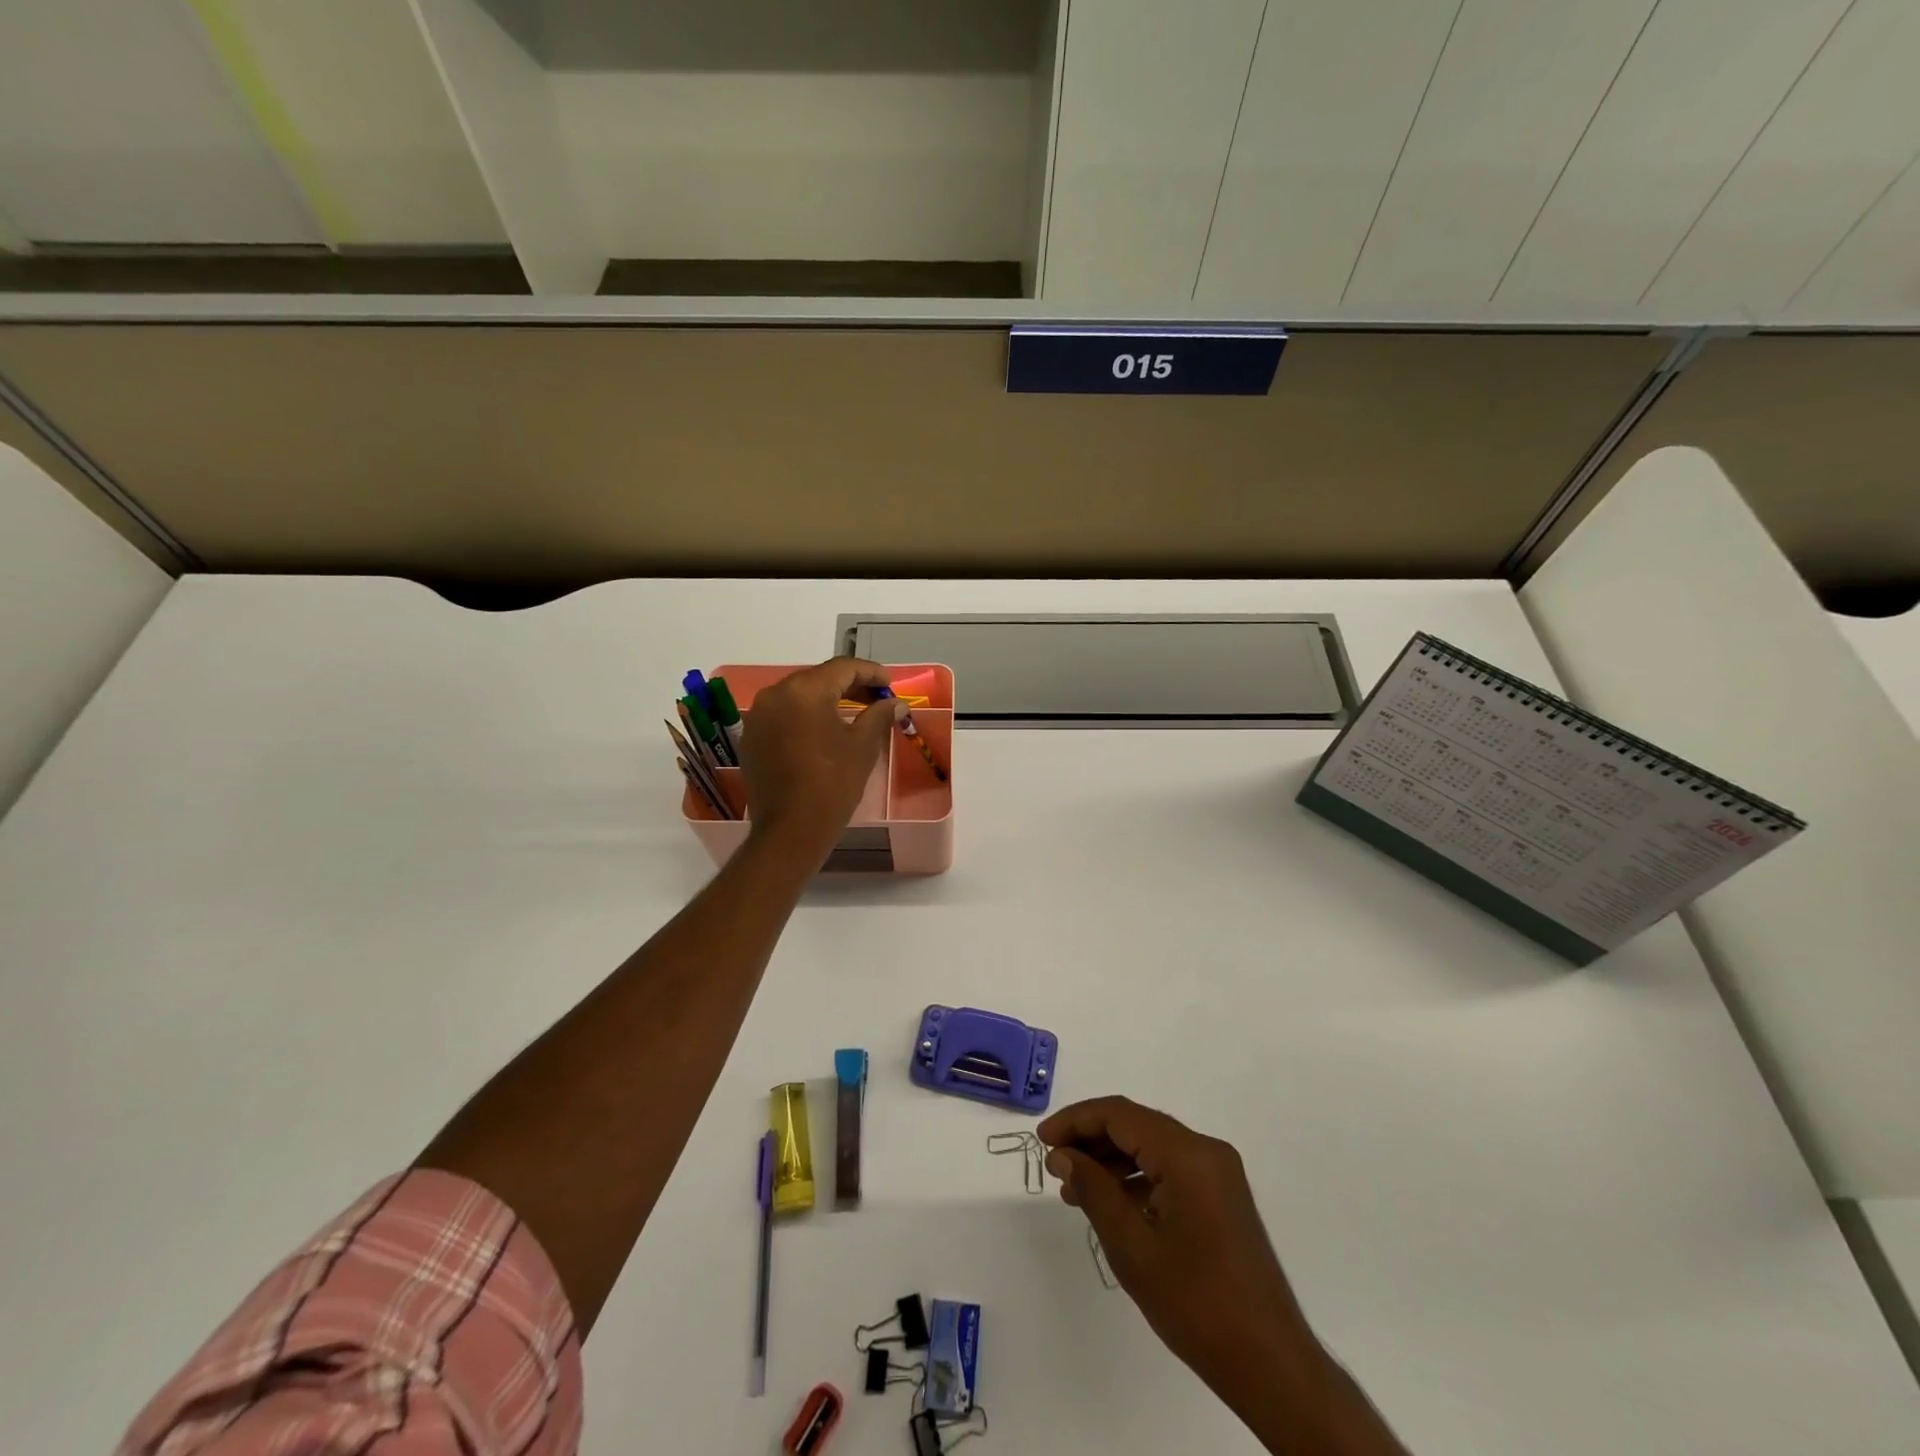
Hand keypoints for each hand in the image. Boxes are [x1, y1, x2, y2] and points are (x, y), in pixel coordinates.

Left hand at [740, 657, 902, 860]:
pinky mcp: (751, 737)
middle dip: (849, 685)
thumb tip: (895, 703)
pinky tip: (824, 731)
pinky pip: (783, 715)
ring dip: (826, 699)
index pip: (842, 668)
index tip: (890, 683)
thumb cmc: (833, 785)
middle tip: (877, 698)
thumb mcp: (863, 747)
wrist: (790, 830)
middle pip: (818, 678)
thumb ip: (879, 715)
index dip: (871, 672)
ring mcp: (758, 716)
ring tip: (854, 713)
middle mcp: (775, 694)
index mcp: (804, 691)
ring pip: (798, 695)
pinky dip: (805, 716)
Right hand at [1041, 1098, 1405, 1453]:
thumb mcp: (1132, 1247)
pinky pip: (1169, 1168)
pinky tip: (1110, 1203)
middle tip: (1053, 1164)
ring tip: (1073, 1188)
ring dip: (1111, 1160)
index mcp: (1188, 1154)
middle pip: (1136, 1125)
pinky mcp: (1221, 1195)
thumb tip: (1062, 1154)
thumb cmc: (1196, 1305)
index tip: (1042, 1140)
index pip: (1120, 1114)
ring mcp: (1217, 1173)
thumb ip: (1093, 1190)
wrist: (1271, 1364)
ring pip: (1151, 1146)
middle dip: (1091, 1139)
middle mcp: (1206, 1151)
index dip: (1076, 1120)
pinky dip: (1136, 1178)